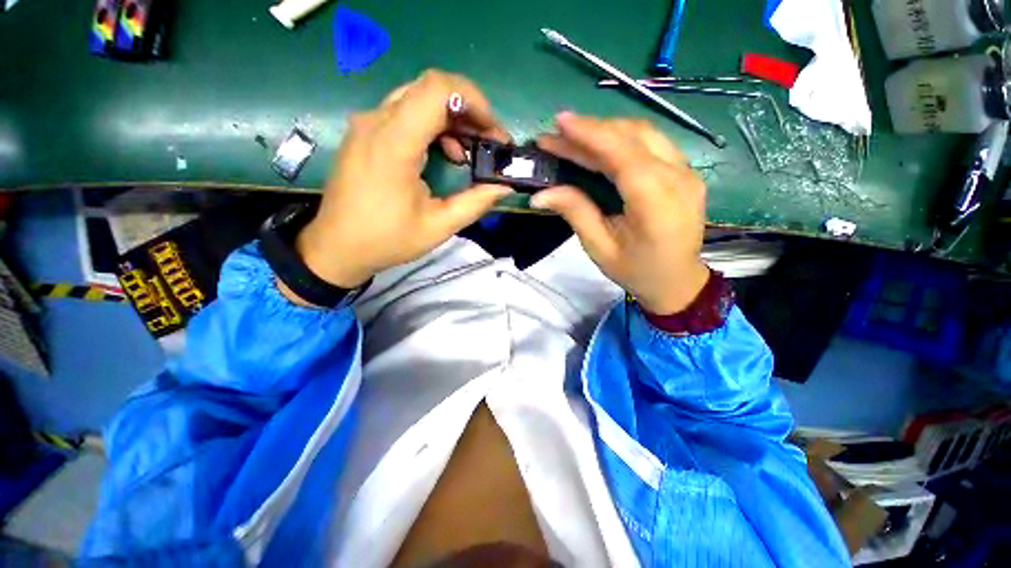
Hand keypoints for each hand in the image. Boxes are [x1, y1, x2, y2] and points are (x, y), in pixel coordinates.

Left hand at [294, 70, 512, 292]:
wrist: (337, 247)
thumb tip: (505, 186)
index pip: (437, 89)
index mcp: (394, 143)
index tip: (494, 132)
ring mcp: (367, 124)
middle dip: (469, 111)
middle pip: (430, 89)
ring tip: (470, 152)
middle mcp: (377, 122)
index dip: (474, 101)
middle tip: (489, 142)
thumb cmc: (387, 240)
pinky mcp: (365, 133)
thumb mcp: (439, 226)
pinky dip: (432, 126)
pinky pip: (405, 113)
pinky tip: (444, 154)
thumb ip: (476, 202)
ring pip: (418, 99)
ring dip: (452, 120)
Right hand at [533, 112, 708, 314]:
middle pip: (635, 136)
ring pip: (645, 134)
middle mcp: (679, 179)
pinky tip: (601, 144)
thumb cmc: (636, 271)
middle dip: (593, 129)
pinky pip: (653, 144)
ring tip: (575, 136)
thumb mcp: (600, 248)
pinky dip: (623, 139)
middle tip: (558, 132)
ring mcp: (687, 172)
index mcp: (657, 204)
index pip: (623, 155)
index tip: (559, 122)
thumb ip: (576, 213)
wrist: (677, 282)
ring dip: (607, 130)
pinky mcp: (686, 171)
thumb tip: (541, 192)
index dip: (591, 134)